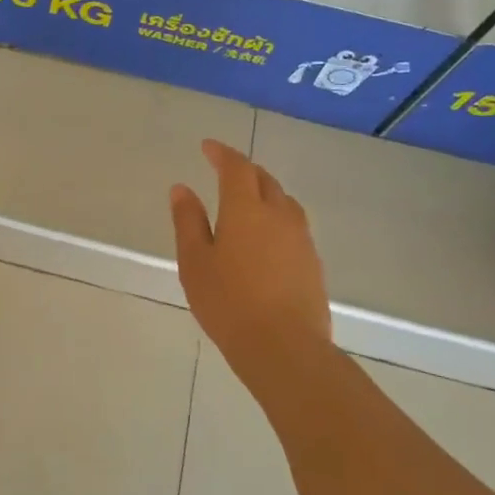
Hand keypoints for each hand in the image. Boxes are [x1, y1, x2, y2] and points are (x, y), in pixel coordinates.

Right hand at [170, 139, 332, 385]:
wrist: (284, 347)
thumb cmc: (228, 302)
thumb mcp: (195, 262)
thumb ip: (188, 221)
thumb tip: (182, 188)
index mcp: (245, 209)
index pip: (236, 167)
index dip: (222, 153)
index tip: (207, 147)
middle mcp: (278, 215)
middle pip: (264, 179)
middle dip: (244, 170)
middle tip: (225, 170)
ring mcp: (301, 238)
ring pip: (283, 201)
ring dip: (264, 191)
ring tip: (247, 200)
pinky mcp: (312, 261)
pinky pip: (293, 224)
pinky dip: (276, 217)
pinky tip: (266, 236)